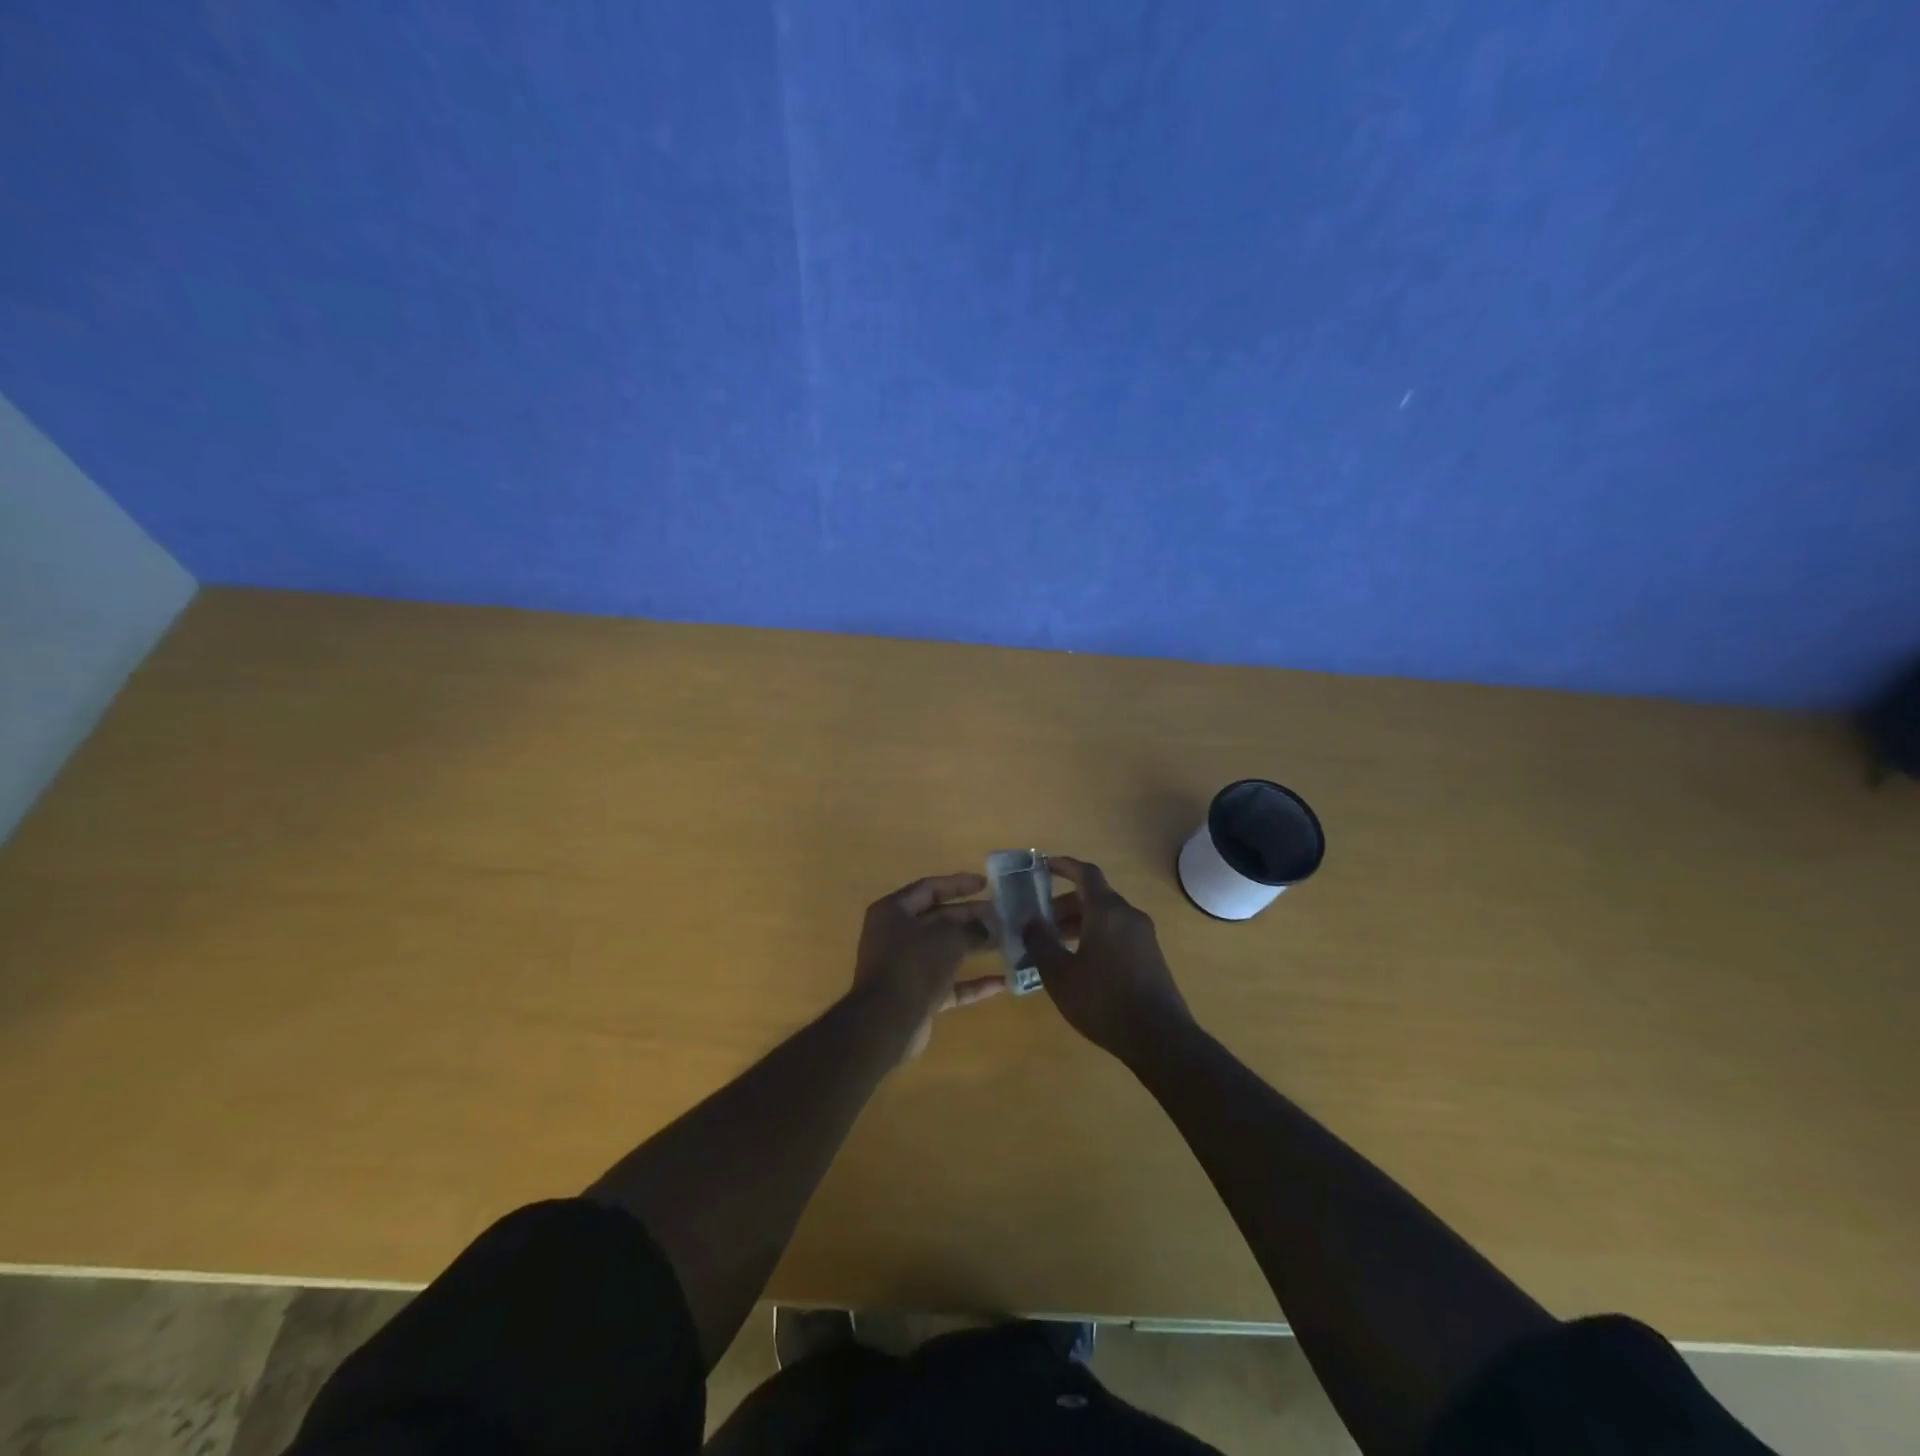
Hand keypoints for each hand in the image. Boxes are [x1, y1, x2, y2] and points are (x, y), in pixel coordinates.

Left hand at [854, 873, 1003, 1058]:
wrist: (888, 1022)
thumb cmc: (915, 964)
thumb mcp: (947, 937)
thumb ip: (970, 928)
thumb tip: (987, 928)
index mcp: (893, 911)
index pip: (929, 888)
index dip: (958, 884)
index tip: (986, 884)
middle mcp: (895, 935)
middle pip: (938, 919)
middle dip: (971, 917)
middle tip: (1001, 914)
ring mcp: (905, 967)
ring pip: (944, 951)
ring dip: (973, 947)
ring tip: (1006, 942)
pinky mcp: (916, 995)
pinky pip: (948, 983)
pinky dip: (971, 982)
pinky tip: (1002, 983)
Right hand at [1026, 856, 1191, 1061]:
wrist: (1159, 1038)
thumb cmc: (1103, 1001)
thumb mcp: (1060, 975)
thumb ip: (1041, 942)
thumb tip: (1030, 921)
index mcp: (1107, 911)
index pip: (1085, 873)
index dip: (1063, 866)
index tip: (1043, 866)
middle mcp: (1128, 915)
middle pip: (1094, 896)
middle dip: (1065, 903)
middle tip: (1040, 919)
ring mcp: (1143, 935)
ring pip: (1106, 916)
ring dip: (1080, 922)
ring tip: (1055, 943)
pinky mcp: (1150, 955)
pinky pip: (1118, 932)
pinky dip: (1096, 935)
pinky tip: (1080, 962)